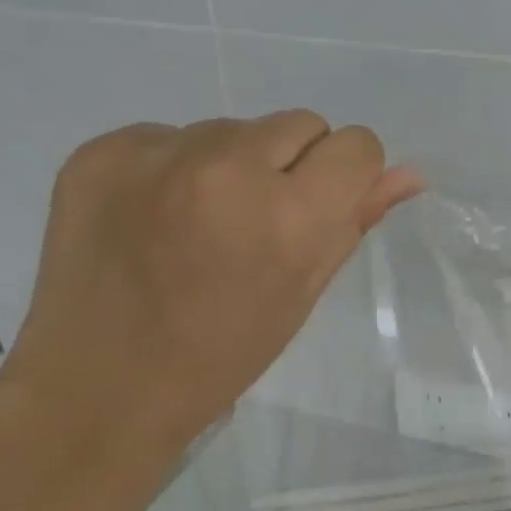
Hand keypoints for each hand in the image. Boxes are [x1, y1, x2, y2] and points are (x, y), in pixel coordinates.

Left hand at [0, 112, 420, 478]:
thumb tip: (410, 175)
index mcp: (288, 214)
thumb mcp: (302, 293)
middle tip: (257, 222)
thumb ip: (355, 222)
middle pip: (299, 123)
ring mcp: (155, 153)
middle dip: (293, 165)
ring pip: (230, 129)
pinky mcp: (100, 151)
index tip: (319, 210)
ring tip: (197, 226)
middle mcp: (225, 165)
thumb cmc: (222, 354)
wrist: (103, 387)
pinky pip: (167, 136)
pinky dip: (172, 169)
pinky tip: (150, 219)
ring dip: (231, 165)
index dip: (347, 177)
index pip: (356, 146)